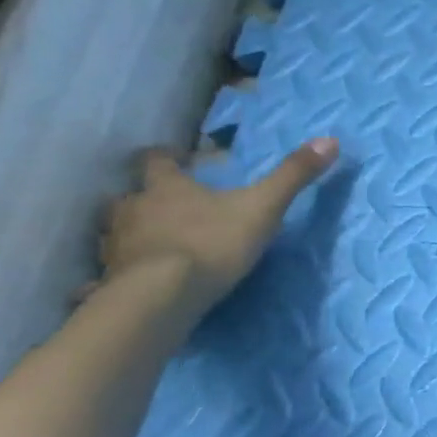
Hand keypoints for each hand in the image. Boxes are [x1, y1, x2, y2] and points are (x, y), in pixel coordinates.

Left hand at [94, 138, 339, 313]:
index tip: (176, 159)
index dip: (165, 158)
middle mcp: (132, 211)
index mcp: (166, 188)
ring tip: (150, 245)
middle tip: (164, 207)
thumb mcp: (264, 206)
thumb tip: (330, 140)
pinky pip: (106, 276)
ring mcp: (115, 248)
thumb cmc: (212, 242)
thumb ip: (293, 176)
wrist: (163, 296)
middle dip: (143, 199)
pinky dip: (113, 277)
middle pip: (128, 197)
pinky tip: (125, 287)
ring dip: (129, 235)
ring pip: (115, 233)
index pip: (156, 162)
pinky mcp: (110, 282)